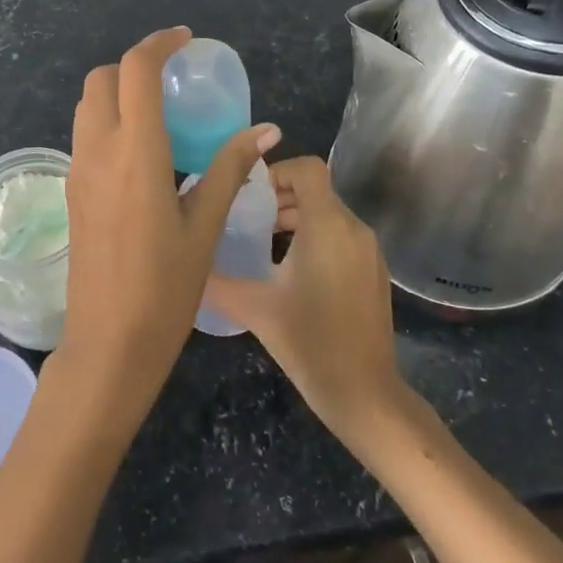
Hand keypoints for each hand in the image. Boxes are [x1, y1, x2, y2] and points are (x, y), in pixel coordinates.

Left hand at [59, 27, 280, 418]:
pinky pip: (85, 135)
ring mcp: (78, 171)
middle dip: (134, 65)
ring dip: (118, 92)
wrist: (109, 343)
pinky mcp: (72, 191)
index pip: (136, 71)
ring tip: (159, 112)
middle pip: (102, 79)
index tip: (185, 40)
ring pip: (88, 106)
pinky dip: (109, 121)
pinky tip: (142, 152)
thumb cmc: (166, 287)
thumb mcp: (204, 225)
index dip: (159, 44)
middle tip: (172, 79)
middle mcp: (98, 151)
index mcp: (135, 152)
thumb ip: (230, 168)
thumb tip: (266, 131)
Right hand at [204, 156, 406, 440]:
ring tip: (264, 243)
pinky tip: (292, 271)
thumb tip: (186, 263)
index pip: (307, 168)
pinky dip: (317, 237)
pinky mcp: (375, 271)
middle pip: (317, 190)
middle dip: (281, 197)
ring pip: (330, 213)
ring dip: (297, 218)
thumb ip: (216, 280)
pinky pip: (343, 236)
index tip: (249, 193)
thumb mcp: (255, 308)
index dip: (277, 170)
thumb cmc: (310, 343)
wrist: (365, 393)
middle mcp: (353, 228)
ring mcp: (369, 251)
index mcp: (327, 225)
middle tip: (247, 219)